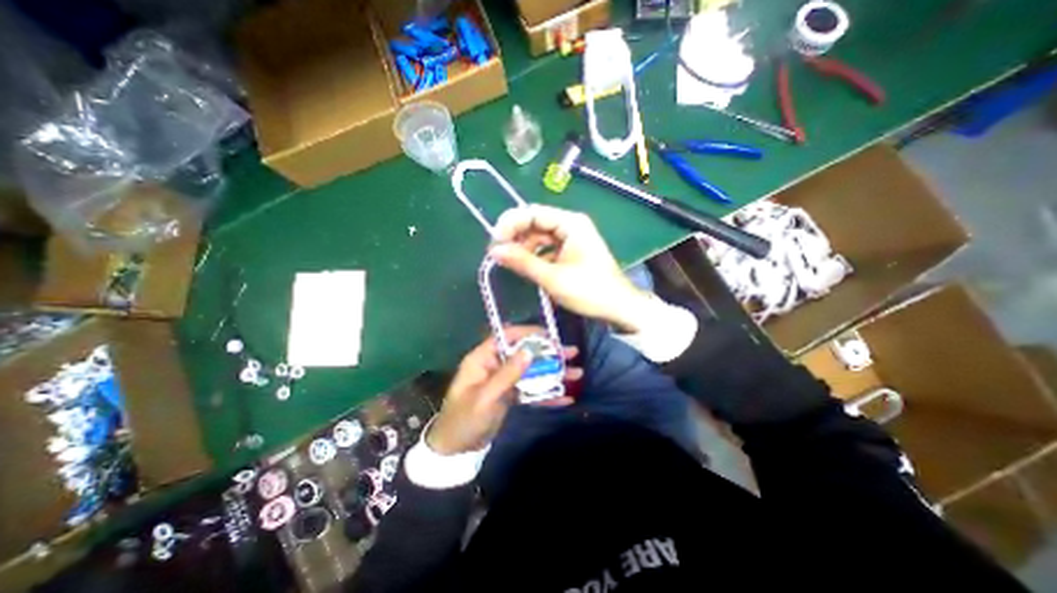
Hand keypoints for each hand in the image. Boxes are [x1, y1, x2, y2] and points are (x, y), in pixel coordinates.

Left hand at [423, 327, 581, 455]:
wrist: (456, 450)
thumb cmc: (465, 420)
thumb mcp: (485, 397)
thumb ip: (507, 374)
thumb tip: (528, 351)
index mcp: (483, 359)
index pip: (506, 337)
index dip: (528, 333)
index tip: (550, 336)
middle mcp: (495, 365)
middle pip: (524, 353)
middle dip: (548, 353)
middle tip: (571, 353)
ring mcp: (504, 381)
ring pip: (531, 371)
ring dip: (553, 372)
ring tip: (577, 373)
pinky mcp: (510, 395)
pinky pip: (531, 390)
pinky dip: (547, 393)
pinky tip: (566, 398)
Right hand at [488, 204, 652, 333]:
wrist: (619, 307)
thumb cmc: (589, 291)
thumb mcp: (553, 278)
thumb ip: (523, 262)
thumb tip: (494, 251)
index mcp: (570, 223)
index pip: (532, 212)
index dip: (510, 224)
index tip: (494, 242)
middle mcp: (570, 225)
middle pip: (535, 222)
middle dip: (515, 236)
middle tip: (497, 253)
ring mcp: (571, 238)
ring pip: (539, 236)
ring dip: (523, 246)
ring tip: (509, 262)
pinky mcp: (571, 251)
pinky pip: (547, 247)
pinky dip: (534, 255)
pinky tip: (525, 266)